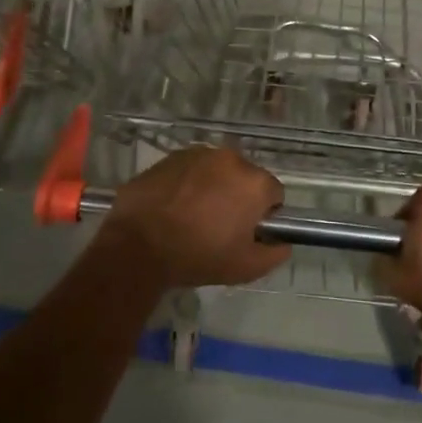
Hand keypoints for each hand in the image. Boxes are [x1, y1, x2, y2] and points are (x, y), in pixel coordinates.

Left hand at [97, 146, 290, 288]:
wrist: (138, 245)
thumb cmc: (198, 256)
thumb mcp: (246, 268)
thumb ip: (275, 254)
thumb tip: (283, 243)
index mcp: (253, 182)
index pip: (273, 193)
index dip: (264, 215)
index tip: (247, 232)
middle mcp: (230, 159)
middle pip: (245, 178)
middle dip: (238, 198)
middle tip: (220, 227)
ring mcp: (198, 154)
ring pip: (216, 171)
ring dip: (213, 188)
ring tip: (193, 217)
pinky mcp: (170, 157)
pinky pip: (190, 169)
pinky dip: (188, 184)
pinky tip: (173, 207)